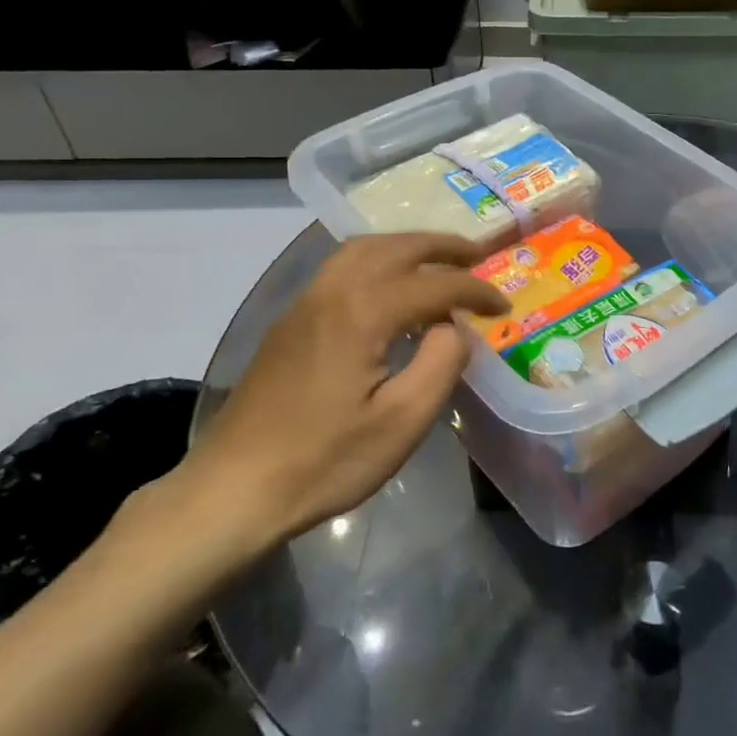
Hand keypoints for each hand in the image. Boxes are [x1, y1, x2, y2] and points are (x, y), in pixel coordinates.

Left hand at [172, 233, 507, 550]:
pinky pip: (342, 269)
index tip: (504, 306)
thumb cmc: (324, 461)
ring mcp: (304, 304)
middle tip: (478, 255)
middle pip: (394, 247)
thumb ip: (441, 362)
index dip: (475, 292)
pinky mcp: (290, 323)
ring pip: (361, 250)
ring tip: (438, 263)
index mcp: (361, 312)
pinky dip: (378, 262)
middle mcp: (331, 292)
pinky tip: (391, 290)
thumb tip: (452, 327)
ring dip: (406, 247)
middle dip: (442, 246)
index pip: (434, 285)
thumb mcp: (402, 422)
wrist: (233, 489)